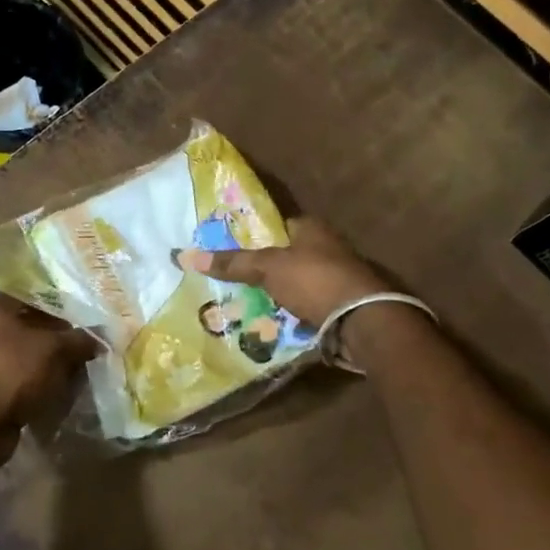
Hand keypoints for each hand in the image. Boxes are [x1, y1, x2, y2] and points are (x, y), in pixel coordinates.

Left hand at [0, 293, 100, 466]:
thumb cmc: (12, 370)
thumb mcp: (53, 348)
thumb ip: (80, 339)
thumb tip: (101, 337)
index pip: (36, 293)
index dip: (63, 299)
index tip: (89, 308)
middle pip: (37, 325)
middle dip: (65, 334)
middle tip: (95, 339)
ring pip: (35, 354)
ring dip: (59, 361)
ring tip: (87, 365)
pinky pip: (30, 378)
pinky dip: (48, 382)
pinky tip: (71, 387)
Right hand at [176, 216, 390, 326]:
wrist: (362, 321)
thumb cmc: (314, 280)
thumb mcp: (268, 268)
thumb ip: (233, 262)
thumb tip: (187, 255)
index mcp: (312, 228)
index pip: (278, 226)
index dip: (256, 237)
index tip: (231, 252)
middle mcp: (328, 248)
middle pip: (287, 256)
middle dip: (265, 270)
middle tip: (233, 283)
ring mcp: (338, 278)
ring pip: (297, 283)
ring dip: (279, 295)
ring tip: (246, 306)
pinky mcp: (342, 306)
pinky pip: (308, 306)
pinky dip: (293, 314)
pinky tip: (273, 323)